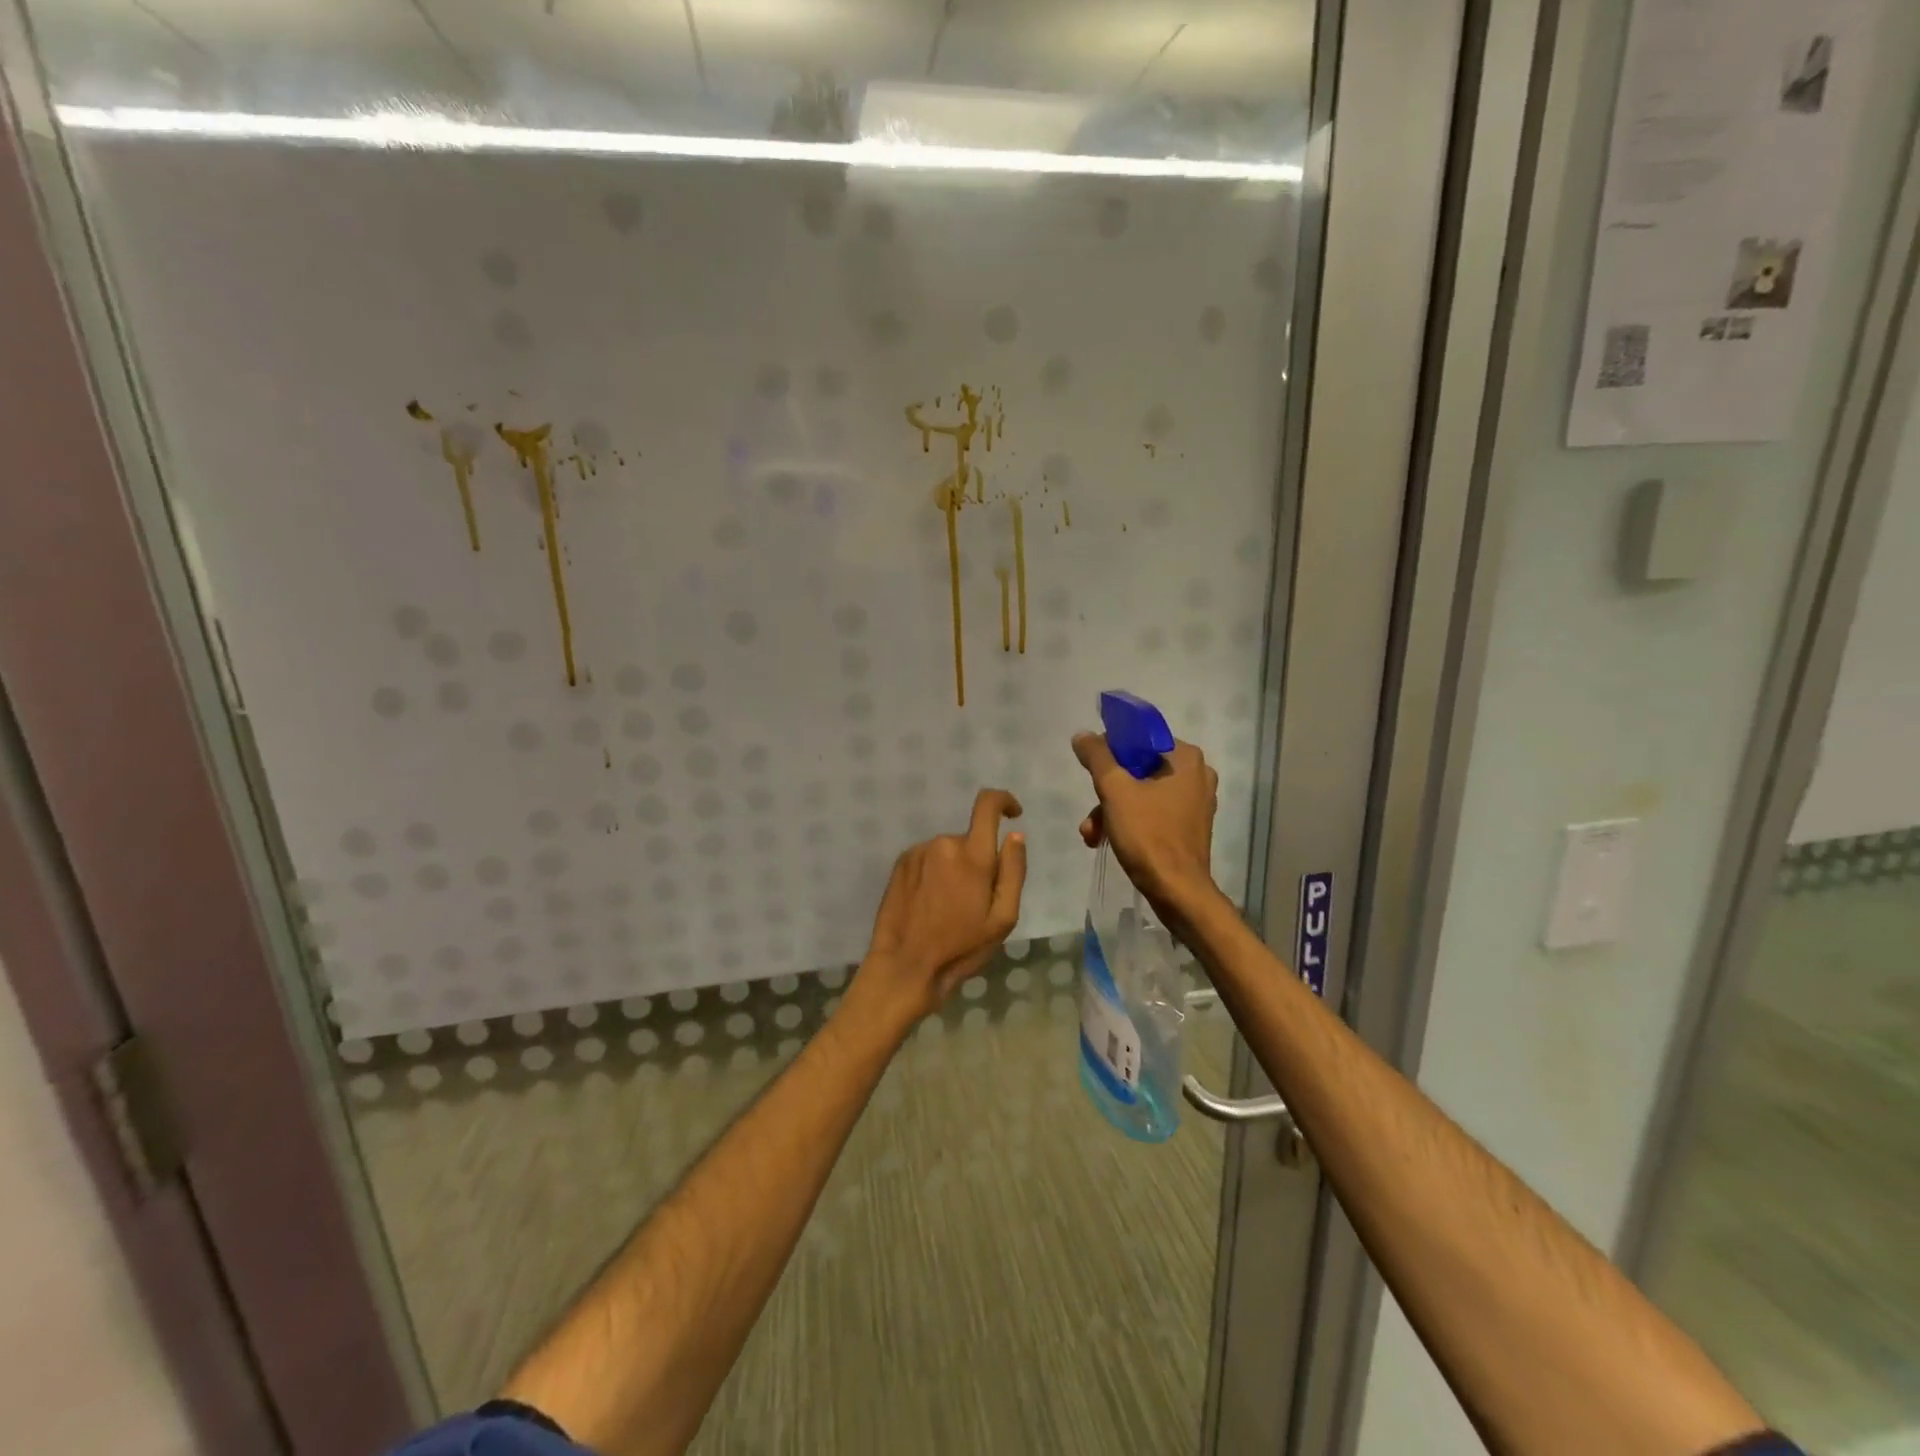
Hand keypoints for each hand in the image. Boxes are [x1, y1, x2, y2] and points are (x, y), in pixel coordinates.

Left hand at [854, 788, 1026, 1023]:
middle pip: (970, 840)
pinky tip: (930, 904)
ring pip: (948, 851)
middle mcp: (944, 844)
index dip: (1004, 801)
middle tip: (974, 901)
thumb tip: (1015, 835)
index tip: (1013, 813)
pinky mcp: (901, 864)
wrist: (906, 966)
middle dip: (978, 861)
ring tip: (949, 908)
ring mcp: (919, 852)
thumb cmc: (961, 948)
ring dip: (954, 869)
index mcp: (973, 856)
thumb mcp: (1002, 919)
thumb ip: (1013, 871)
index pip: (987, 805)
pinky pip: (928, 859)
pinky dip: (935, 874)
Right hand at [1071, 733, 1218, 911]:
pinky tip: (1105, 839)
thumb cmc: (1148, 835)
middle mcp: (1197, 775)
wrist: (1177, 891)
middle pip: (1138, 769)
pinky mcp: (1189, 827)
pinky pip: (1152, 812)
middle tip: (1092, 811)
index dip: (1111, 750)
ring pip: (1142, 793)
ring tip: (1091, 832)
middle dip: (1107, 791)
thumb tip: (1083, 735)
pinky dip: (1129, 822)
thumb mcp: (1115, 790)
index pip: (1140, 739)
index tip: (1093, 770)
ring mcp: (1195, 803)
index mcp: (1186, 758)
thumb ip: (1097, 757)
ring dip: (1112, 810)